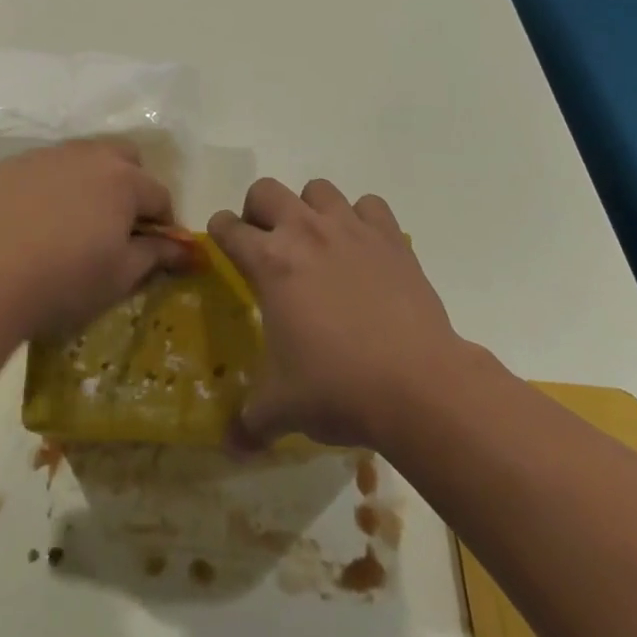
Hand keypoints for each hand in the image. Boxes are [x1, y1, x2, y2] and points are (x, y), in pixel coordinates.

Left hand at [0, 140, 183, 339]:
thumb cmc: (64, 280)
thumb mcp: (119, 276)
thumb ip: (156, 255)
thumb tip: (186, 251)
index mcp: (123, 180)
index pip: (159, 194)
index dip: (163, 223)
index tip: (154, 249)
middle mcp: (88, 155)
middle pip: (124, 159)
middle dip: (131, 186)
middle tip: (117, 226)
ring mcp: (46, 156)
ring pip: (82, 159)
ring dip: (90, 182)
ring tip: (74, 222)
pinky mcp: (10, 166)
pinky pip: (44, 169)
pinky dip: (51, 187)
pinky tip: (35, 221)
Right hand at [210, 178, 460, 453]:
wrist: (418, 385)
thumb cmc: (337, 388)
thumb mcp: (282, 407)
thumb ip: (250, 421)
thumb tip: (230, 447)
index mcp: (269, 262)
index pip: (228, 228)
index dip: (219, 232)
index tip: (222, 243)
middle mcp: (305, 231)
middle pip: (266, 190)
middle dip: (257, 210)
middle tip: (266, 242)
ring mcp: (350, 229)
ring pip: (318, 189)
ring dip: (310, 208)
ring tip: (316, 241)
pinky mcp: (391, 237)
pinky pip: (370, 205)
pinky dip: (362, 218)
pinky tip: (364, 248)